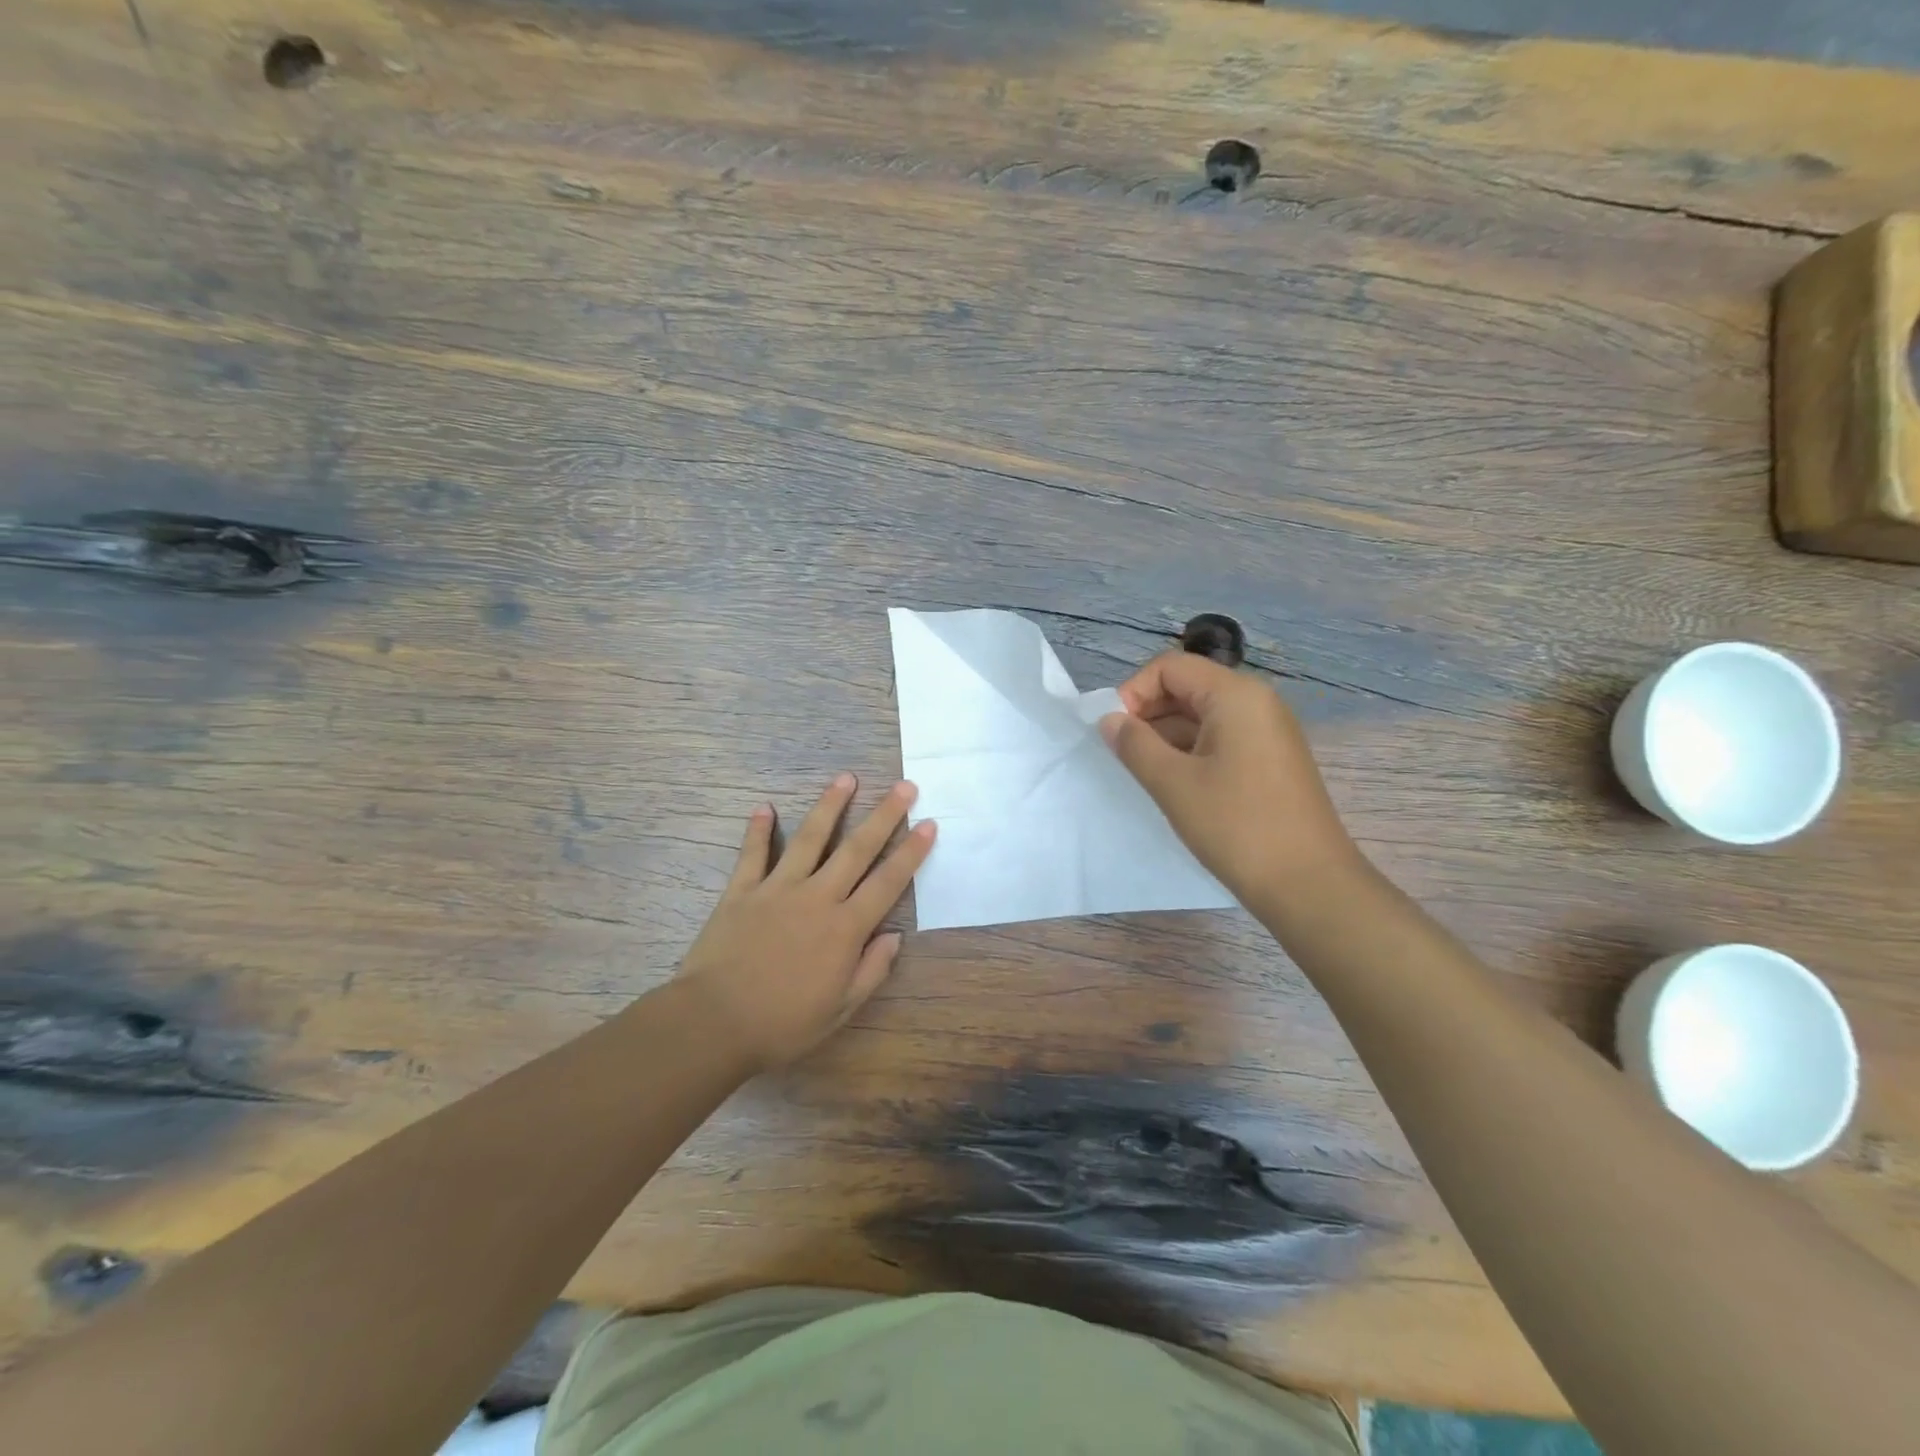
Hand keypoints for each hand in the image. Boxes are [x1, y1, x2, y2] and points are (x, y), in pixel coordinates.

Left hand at [675, 774, 935, 1071]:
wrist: (714, 1022)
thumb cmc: (782, 1023)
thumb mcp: (840, 1010)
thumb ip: (871, 970)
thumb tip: (894, 936)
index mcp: (845, 928)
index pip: (887, 882)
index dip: (911, 852)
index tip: (928, 824)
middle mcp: (817, 897)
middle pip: (857, 849)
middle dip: (884, 815)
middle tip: (904, 786)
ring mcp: (777, 889)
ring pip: (810, 838)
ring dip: (830, 806)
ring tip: (846, 778)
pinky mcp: (742, 891)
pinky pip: (752, 854)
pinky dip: (758, 830)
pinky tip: (764, 807)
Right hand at [1101, 652, 1359, 905]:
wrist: (1308, 884)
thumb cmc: (1236, 826)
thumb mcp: (1173, 784)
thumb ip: (1134, 745)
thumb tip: (1110, 720)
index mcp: (1236, 695)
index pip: (1170, 667)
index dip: (1134, 692)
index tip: (1116, 732)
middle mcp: (1256, 702)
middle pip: (1188, 686)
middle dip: (1149, 713)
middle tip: (1125, 754)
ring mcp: (1268, 731)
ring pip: (1203, 715)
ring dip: (1167, 735)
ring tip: (1146, 773)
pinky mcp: (1271, 759)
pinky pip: (1221, 738)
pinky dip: (1191, 751)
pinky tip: (1176, 784)